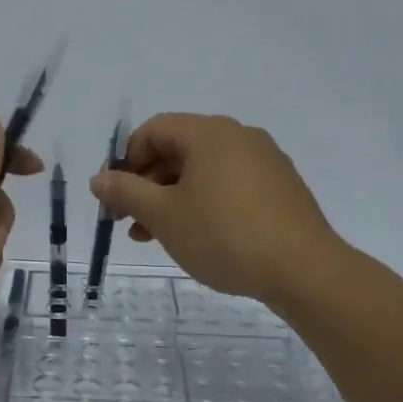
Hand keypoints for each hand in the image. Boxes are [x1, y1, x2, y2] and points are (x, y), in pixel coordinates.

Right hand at [89, 113, 339, 307]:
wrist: (303, 270)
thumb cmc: (224, 235)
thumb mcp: (164, 216)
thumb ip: (127, 192)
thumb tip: (99, 178)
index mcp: (209, 132)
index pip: (153, 130)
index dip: (125, 161)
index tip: (114, 198)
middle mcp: (239, 137)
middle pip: (177, 150)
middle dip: (146, 185)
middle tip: (127, 222)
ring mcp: (264, 162)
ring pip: (202, 172)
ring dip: (170, 199)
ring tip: (153, 237)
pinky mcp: (280, 189)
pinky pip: (228, 186)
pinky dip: (202, 204)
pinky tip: (195, 237)